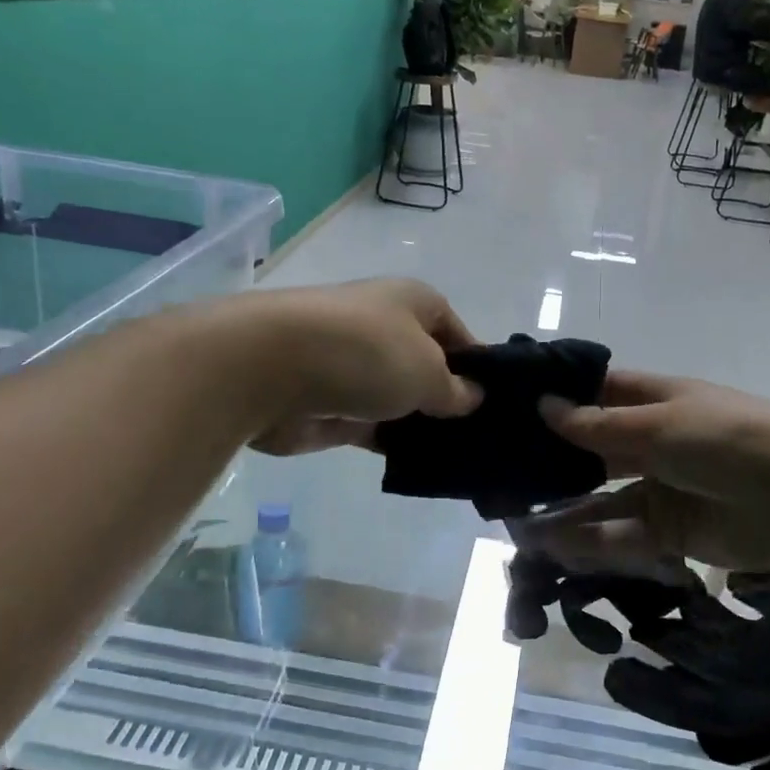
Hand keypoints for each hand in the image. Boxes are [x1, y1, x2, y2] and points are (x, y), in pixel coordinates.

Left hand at [229, 279, 482, 454]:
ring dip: (424, 425)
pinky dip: (395, 443)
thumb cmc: (366, 352)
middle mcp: (386, 330)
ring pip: (402, 401)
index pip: (458, 334)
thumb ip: (455, 390)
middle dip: (451, 400)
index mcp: (414, 303)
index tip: (498, 403)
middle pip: (428, 368)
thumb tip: (473, 397)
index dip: (479, 367)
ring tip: (463, 458)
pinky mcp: (334, 407)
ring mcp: (357, 370)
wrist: (271, 368)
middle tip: (485, 437)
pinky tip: (425, 466)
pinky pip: (376, 427)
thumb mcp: (428, 371)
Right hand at [525, 372, 769, 574]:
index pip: (601, 391)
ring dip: (565, 508)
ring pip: (602, 496)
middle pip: (596, 447)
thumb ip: (599, 424)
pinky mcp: (670, 531)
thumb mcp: (659, 424)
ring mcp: (663, 486)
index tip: (514, 406)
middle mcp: (658, 440)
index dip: (562, 397)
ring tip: (517, 521)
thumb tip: (544, 406)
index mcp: (660, 400)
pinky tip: (551, 544)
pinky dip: (588, 539)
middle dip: (556, 459)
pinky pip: (621, 532)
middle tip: (504, 469)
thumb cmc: (727, 441)